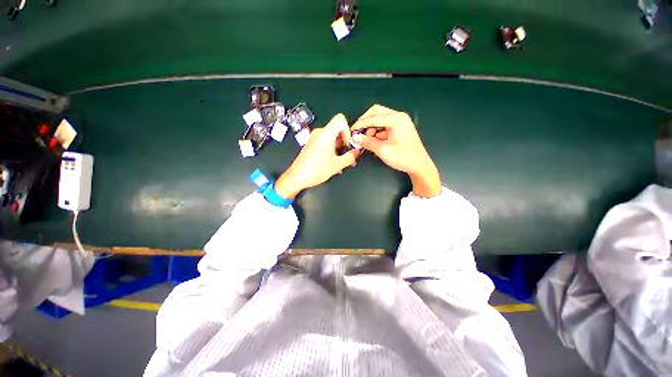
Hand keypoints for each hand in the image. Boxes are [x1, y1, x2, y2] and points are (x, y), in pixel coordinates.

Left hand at [275, 114, 357, 198]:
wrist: (297, 177)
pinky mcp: (312, 145)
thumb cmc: (317, 169)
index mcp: (326, 133)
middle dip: (345, 144)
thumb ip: (350, 157)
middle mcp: (320, 133)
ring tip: (342, 164)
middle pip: (337, 131)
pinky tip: (334, 164)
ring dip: (340, 150)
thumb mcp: (337, 165)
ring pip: (333, 139)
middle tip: (349, 157)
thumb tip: (357, 151)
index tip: (347, 145)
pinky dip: (332, 151)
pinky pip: (326, 144)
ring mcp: (315, 139)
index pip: (341, 119)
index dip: (348, 130)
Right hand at [351, 105, 440, 197]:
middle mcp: (398, 117)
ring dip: (371, 128)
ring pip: (380, 119)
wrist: (419, 166)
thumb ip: (368, 142)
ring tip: (366, 140)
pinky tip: (373, 141)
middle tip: (358, 133)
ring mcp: (400, 122)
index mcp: (396, 119)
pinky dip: (377, 132)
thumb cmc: (403, 158)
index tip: (351, 131)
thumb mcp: (383, 150)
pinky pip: (384, 126)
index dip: (360, 124)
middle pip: (377, 112)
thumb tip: (354, 138)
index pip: (373, 117)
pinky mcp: (399, 128)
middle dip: (366, 122)